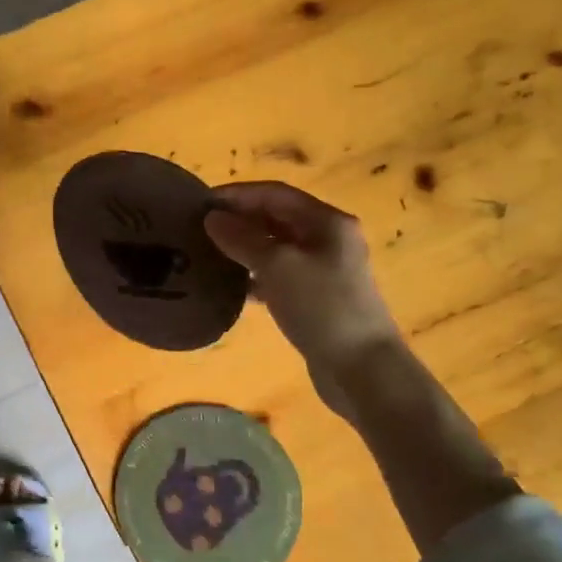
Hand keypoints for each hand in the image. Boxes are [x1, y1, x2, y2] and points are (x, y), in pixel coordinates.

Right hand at [204, 182, 403, 413]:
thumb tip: (213, 219)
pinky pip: (280, 275)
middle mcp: (328, 240)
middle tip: (200, 228)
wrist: (361, 367)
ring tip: (210, 254)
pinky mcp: (317, 298)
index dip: (237, 195)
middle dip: (240, 220)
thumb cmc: (321, 307)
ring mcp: (324, 270)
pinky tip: (233, 286)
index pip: (275, 194)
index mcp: (327, 222)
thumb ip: (242, 239)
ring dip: (245, 247)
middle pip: (278, 218)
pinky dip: (256, 275)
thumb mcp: (277, 266)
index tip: (201, 203)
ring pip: (277, 248)